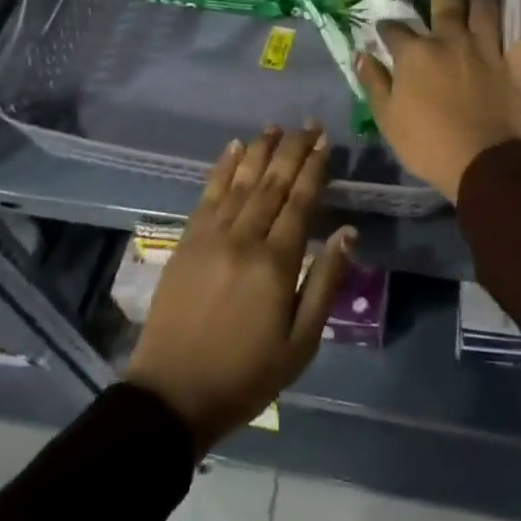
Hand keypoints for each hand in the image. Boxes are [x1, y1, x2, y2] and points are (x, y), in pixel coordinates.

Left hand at [125, 125, 354, 454]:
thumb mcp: (300, 344)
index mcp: (275, 263)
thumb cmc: (246, 375)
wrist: (172, 396)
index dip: (313, 169)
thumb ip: (325, 283)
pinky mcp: (187, 240)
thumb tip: (348, 232)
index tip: (324, 142)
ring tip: (276, 126)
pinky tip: (234, 147)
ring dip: (260, 150)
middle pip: (272, 182)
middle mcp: (244, 238)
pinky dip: (223, 167)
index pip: (300, 202)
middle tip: (308, 124)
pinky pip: (208, 193)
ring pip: (241, 181)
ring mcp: (211, 236)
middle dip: (292, 149)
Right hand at [357, 0, 520, 200]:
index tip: (385, 30)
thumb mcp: (386, 117)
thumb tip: (361, 55)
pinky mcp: (514, 66)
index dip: (388, 28)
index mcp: (416, 53)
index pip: (396, 30)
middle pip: (445, 2)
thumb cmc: (426, 143)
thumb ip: (373, 82)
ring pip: (485, 10)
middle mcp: (451, 40)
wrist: (478, 164)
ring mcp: (486, 50)